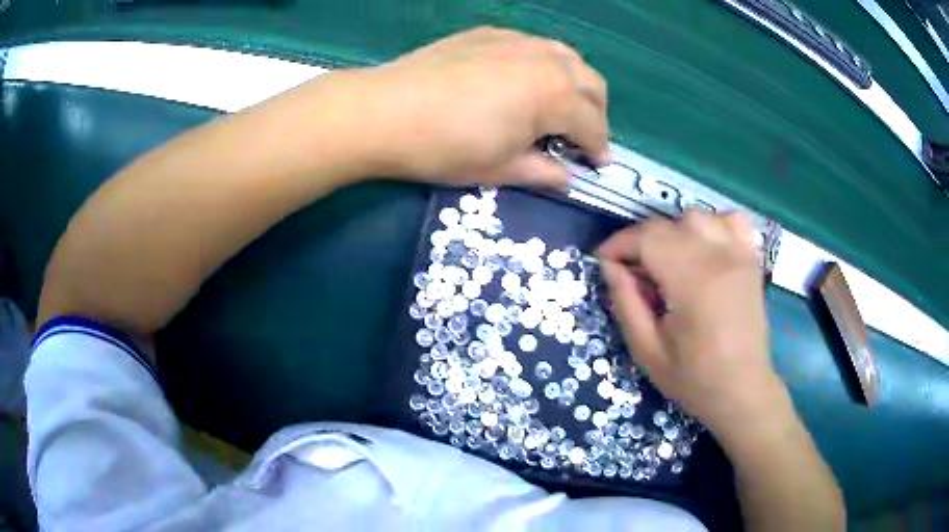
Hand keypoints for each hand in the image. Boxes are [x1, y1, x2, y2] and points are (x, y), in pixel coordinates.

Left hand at [355, 27, 609, 186]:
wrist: (384, 112)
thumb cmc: (445, 148)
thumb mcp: (499, 169)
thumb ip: (543, 172)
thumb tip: (567, 178)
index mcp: (555, 95)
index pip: (594, 124)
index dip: (599, 148)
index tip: (597, 165)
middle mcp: (545, 60)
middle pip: (591, 82)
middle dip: (595, 112)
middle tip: (582, 136)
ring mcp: (516, 40)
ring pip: (565, 56)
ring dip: (574, 83)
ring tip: (558, 105)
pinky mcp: (488, 33)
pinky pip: (532, 45)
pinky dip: (541, 64)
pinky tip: (521, 80)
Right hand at [597, 212, 784, 435]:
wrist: (743, 391)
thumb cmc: (694, 379)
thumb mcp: (647, 351)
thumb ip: (626, 303)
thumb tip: (609, 266)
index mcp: (692, 282)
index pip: (648, 238)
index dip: (619, 244)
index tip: (604, 261)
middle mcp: (719, 257)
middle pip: (670, 224)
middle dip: (642, 240)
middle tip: (632, 270)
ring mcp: (740, 255)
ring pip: (699, 216)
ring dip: (675, 231)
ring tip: (668, 260)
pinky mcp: (752, 260)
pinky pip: (731, 221)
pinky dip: (712, 225)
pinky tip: (704, 247)